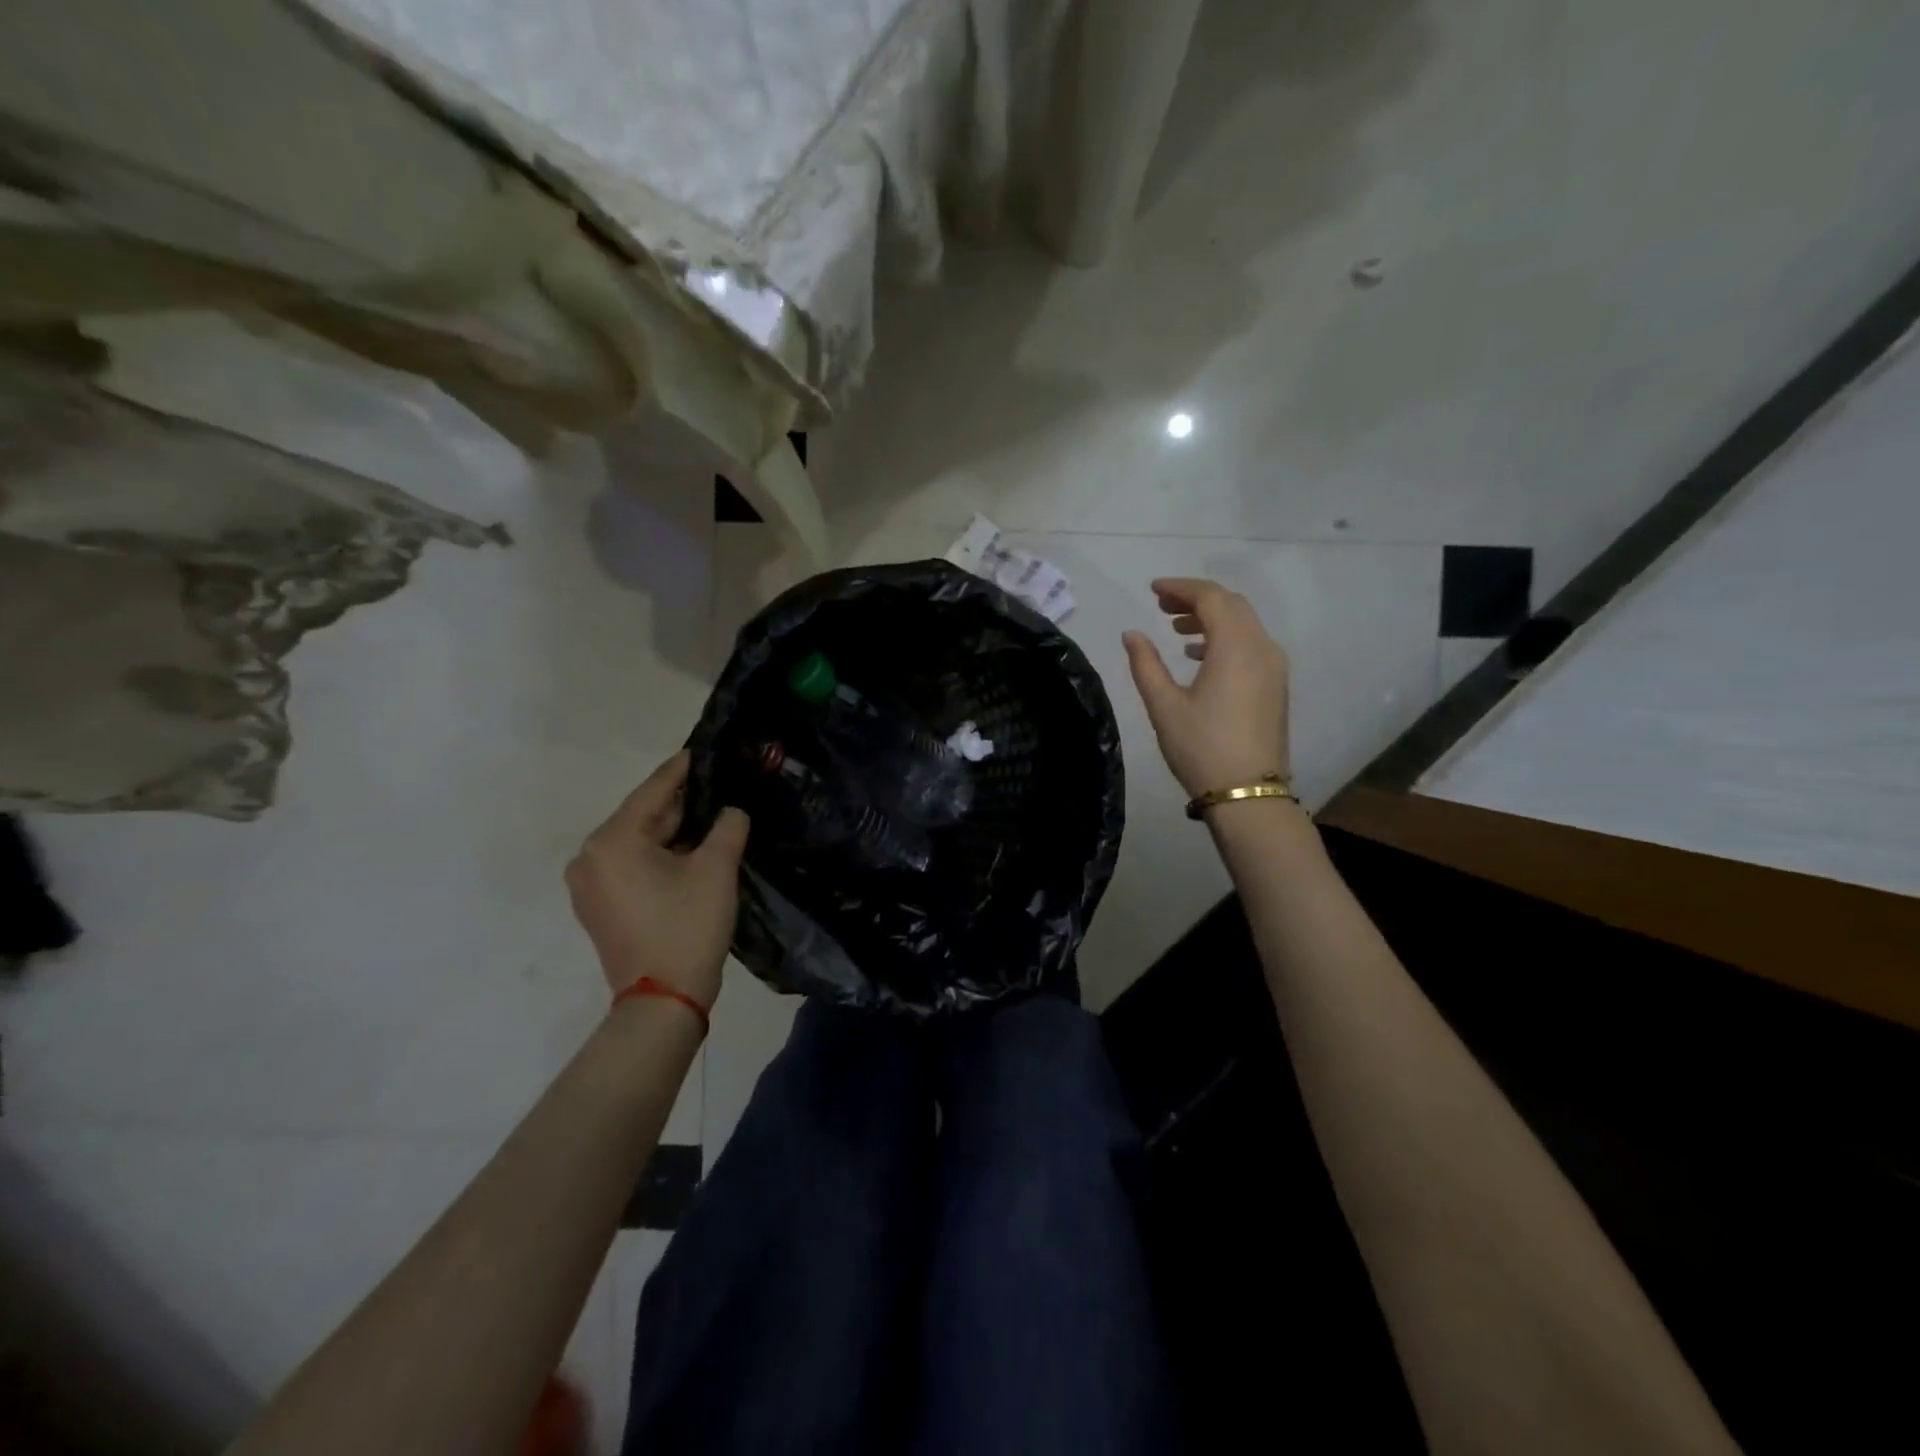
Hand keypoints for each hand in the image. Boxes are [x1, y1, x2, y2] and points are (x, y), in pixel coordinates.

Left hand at [565, 751, 748, 1006]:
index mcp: (612, 840)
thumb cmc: (687, 927)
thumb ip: (728, 826)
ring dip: (672, 832)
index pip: (653, 792)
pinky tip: (689, 851)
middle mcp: (589, 857)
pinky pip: (631, 865)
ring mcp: (589, 884)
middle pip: (643, 817)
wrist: (663, 999)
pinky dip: (658, 855)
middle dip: (681, 804)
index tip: (702, 749)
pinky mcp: (598, 906)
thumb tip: (731, 811)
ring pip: (638, 842)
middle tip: (717, 786)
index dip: (682, 769)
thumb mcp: (716, 869)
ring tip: (711, 816)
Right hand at [1123, 578, 1290, 797]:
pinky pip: (1251, 643)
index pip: (1210, 597)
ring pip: (1244, 623)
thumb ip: (1145, 664)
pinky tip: (1199, 654)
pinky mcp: (1276, 685)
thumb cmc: (1201, 747)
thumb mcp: (1163, 705)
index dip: (1180, 587)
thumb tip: (1132, 634)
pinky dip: (1225, 637)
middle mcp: (1262, 647)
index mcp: (1235, 647)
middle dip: (1196, 598)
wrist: (1247, 794)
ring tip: (1176, 627)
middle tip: (1161, 605)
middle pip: (1231, 604)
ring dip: (1212, 617)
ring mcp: (1274, 667)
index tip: (1152, 590)